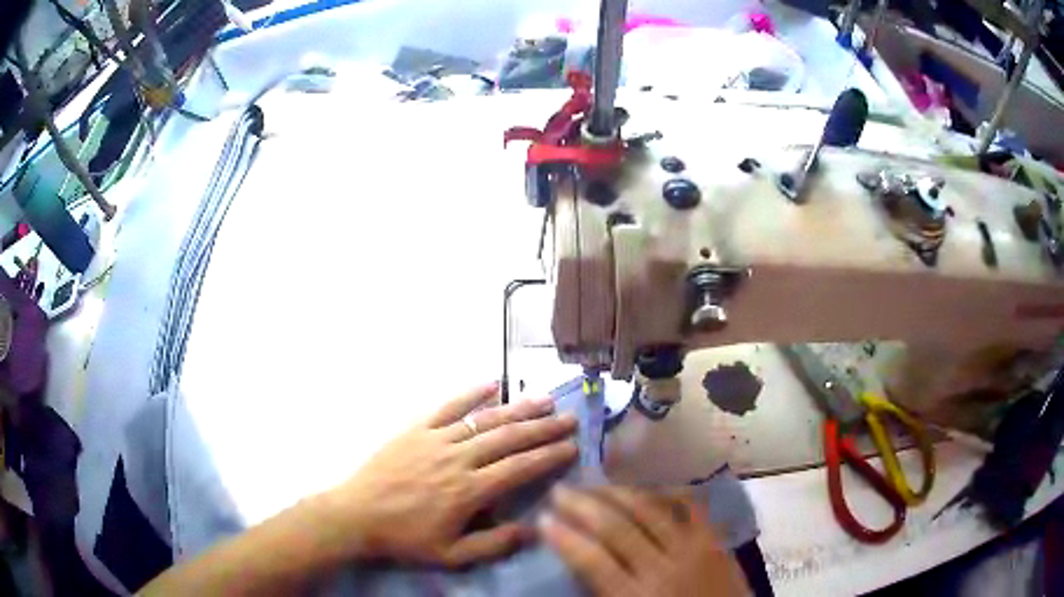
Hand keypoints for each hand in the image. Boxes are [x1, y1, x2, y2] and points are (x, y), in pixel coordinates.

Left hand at [323, 383, 577, 566]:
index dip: (549, 456)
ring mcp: (436, 439)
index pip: (520, 468)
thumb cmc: (405, 538)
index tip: (572, 447)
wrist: (357, 515)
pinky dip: (471, 394)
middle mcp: (458, 459)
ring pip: (484, 420)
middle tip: (570, 418)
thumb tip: (534, 529)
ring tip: (544, 400)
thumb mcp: (452, 555)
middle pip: (509, 438)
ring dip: (517, 409)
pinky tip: (492, 383)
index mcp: (469, 491)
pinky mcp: (416, 429)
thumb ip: (494, 544)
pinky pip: (447, 406)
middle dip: (543, 428)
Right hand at [539, 486, 750, 596]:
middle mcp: (660, 568)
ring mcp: (692, 549)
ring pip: (649, 511)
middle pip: (616, 529)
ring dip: (617, 493)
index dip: (564, 538)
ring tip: (593, 483)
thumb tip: (577, 566)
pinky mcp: (714, 540)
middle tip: (560, 490)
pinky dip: (668, 492)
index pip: (591, 561)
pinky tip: (648, 486)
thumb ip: (601, 594)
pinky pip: (690, 507)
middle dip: (582, 506)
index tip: (543, 519)